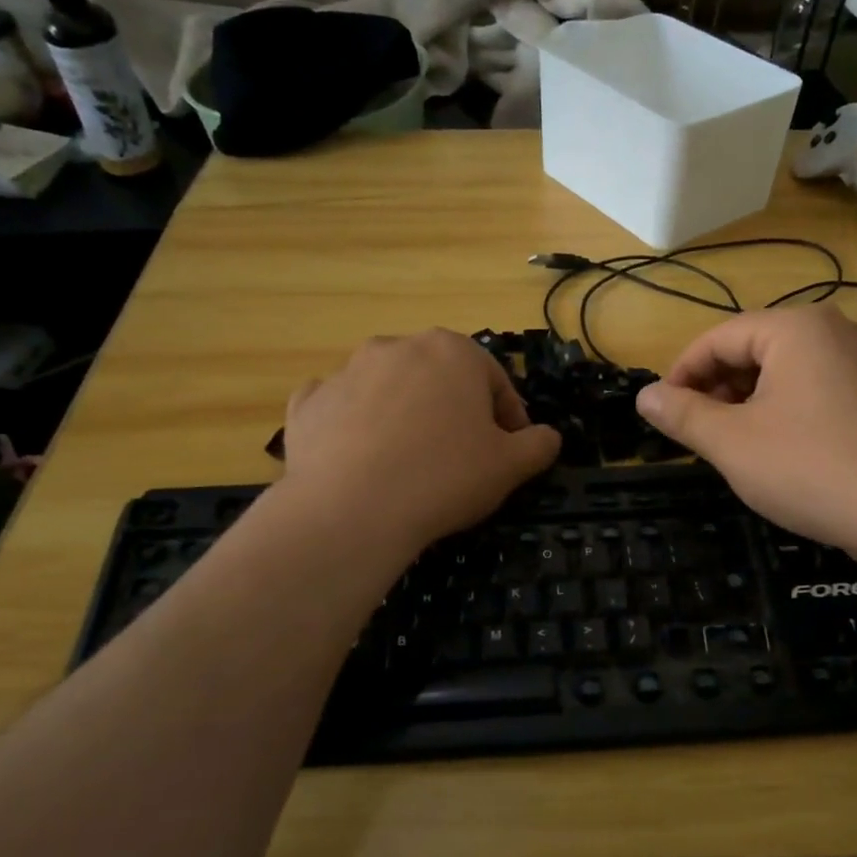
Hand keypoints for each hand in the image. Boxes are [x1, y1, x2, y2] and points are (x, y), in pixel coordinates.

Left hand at [279, 330, 560, 549]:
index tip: (510, 453)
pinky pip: (343, 409)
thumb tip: (548, 437)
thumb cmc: (444, 478)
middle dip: (455, 412)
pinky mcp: (307, 402)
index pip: (495, 382)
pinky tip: (361, 461)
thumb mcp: (511, 466)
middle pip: (440, 379)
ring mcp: (346, 371)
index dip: (509, 420)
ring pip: (390, 390)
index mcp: (452, 351)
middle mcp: (398, 346)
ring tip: (410, 464)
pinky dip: (355, 426)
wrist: (350, 510)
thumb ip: (539, 445)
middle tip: (461, 458)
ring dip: (406, 416)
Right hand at [635, 306, 856, 554]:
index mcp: (797, 328)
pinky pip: (823, 391)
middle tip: (697, 433)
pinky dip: (790, 412)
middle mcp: (838, 331)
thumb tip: (643, 396)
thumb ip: (683, 415)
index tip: (661, 412)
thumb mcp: (733, 443)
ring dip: (752, 403)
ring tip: (735, 445)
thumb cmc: (812, 468)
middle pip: (756, 350)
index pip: (718, 338)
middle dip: (718, 389)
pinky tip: (785, 452)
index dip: (681, 373)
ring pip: (790, 372)